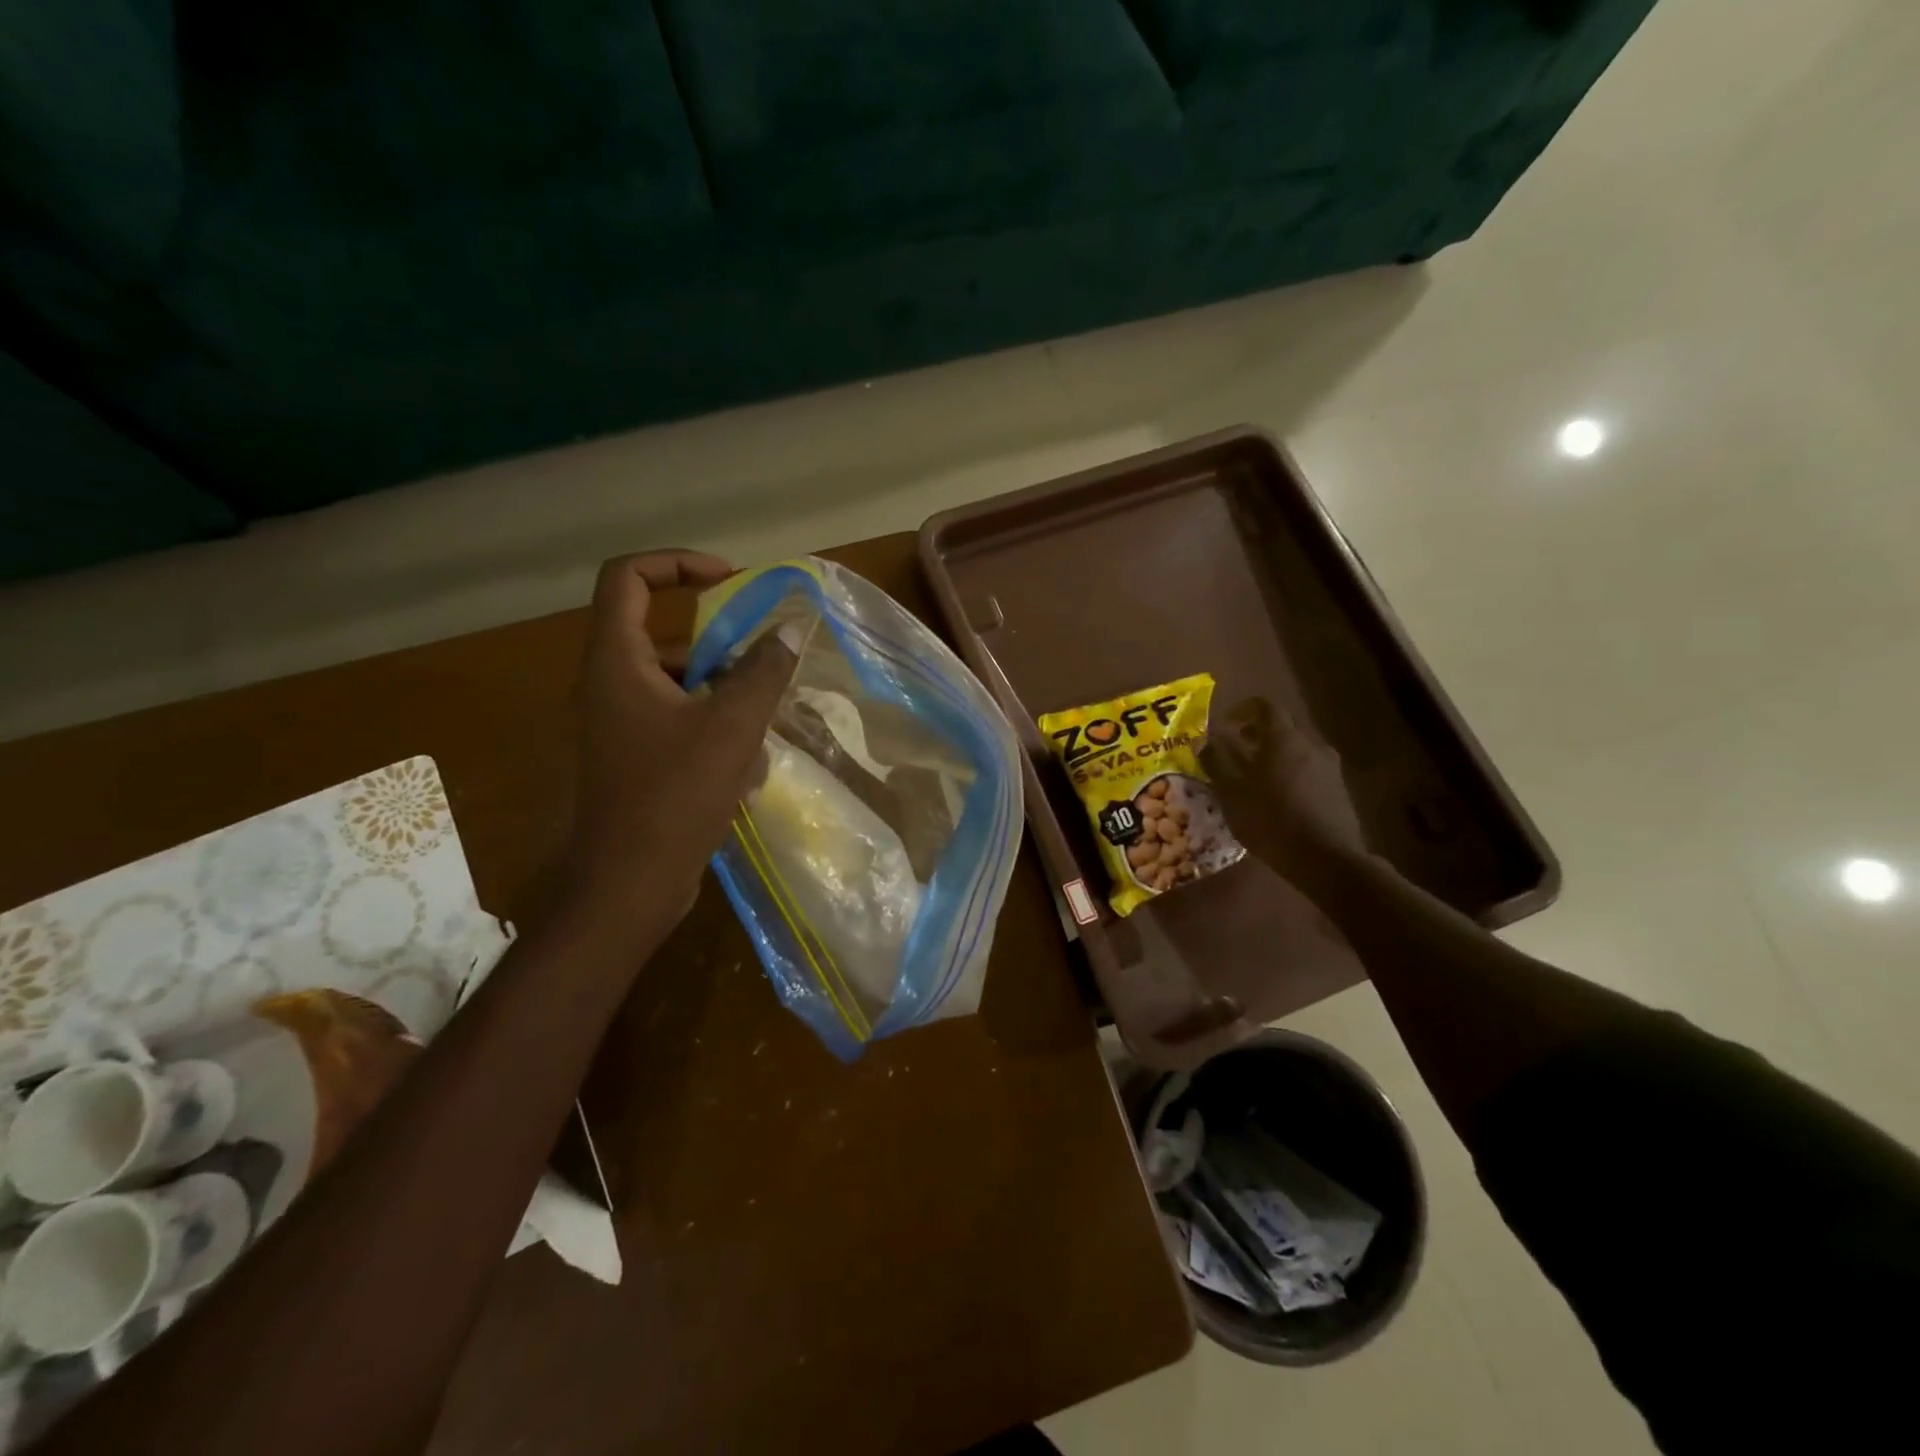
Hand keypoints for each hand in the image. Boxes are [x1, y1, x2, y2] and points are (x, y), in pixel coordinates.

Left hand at [567, 551, 794, 932]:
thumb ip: (764, 671)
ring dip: (728, 701)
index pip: (628, 577)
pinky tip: (746, 775)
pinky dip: (717, 736)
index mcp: (616, 662)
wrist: (630, 885)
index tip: (730, 581)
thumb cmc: (674, 796)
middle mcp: (611, 685)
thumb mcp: (732, 727)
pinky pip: (682, 724)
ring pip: (683, 687)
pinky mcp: (637, 758)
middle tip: (764, 666)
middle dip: (723, 650)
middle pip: (666, 637)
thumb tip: (792, 627)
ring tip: (761, 734)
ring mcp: (622, 725)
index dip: (677, 563)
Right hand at [1201, 697, 1367, 884]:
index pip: (1265, 706)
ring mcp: (1329, 766)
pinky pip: (1310, 767)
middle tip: (1238, 747)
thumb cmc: (1271, 820)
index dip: (1243, 709)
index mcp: (1283, 738)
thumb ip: (1217, 762)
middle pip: (1284, 725)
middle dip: (1259, 731)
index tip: (1227, 723)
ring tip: (1256, 774)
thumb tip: (1205, 742)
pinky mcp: (1339, 788)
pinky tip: (1279, 795)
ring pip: (1299, 747)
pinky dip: (1292, 770)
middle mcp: (1310, 743)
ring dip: (1276, 752)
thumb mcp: (1231, 793)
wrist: (1326, 859)